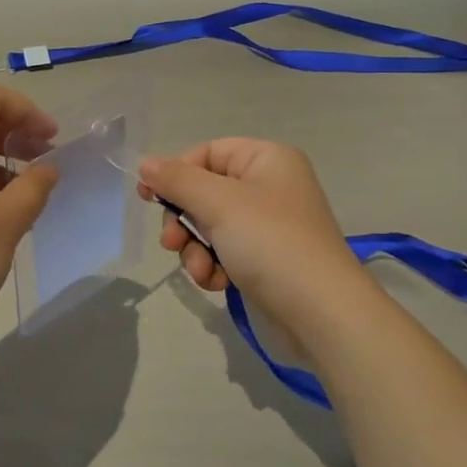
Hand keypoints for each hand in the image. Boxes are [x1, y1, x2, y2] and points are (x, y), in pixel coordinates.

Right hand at [137, 139, 363, 324]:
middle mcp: (269, 187)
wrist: (320, 314)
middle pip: (205, 192)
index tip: (148, 198)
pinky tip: (217, 283)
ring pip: (209, 227)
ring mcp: (268, 226)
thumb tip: (146, 164)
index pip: (208, 152)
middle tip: (173, 242)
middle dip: (184, 221)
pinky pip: (224, 253)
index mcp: (267, 160)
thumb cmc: (270, 243)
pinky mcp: (265, 261)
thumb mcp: (219, 203)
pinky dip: (213, 267)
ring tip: (201, 270)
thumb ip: (178, 180)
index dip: (177, 173)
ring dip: (195, 250)